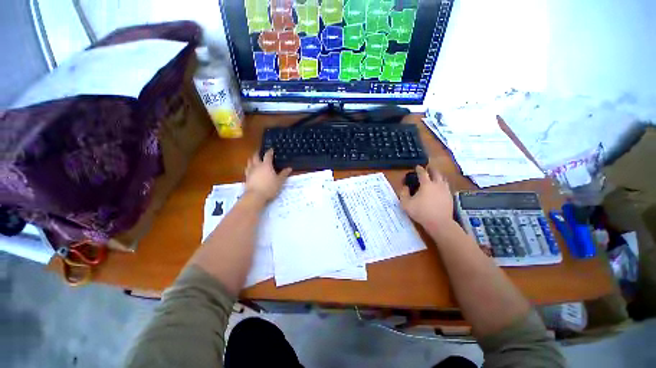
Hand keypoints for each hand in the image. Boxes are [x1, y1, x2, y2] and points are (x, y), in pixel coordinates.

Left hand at [244, 149, 291, 201]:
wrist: (255, 196)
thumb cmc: (269, 187)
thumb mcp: (279, 181)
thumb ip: (284, 174)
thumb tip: (289, 168)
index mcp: (266, 165)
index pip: (268, 155)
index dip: (270, 151)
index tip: (271, 149)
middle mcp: (257, 166)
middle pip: (255, 156)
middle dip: (258, 153)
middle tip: (260, 152)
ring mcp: (250, 171)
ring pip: (249, 161)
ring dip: (252, 159)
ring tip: (254, 159)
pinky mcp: (246, 177)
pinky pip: (247, 169)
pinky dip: (249, 167)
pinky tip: (251, 169)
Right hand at [399, 163, 454, 229]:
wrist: (439, 223)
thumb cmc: (421, 212)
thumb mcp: (406, 204)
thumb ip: (403, 193)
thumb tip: (405, 187)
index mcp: (426, 184)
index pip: (423, 173)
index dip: (419, 169)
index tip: (417, 167)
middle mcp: (437, 184)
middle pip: (436, 173)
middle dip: (431, 169)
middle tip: (428, 169)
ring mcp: (445, 190)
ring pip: (443, 179)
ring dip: (438, 176)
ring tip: (435, 177)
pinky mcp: (450, 197)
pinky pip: (446, 187)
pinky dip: (442, 184)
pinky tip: (440, 188)